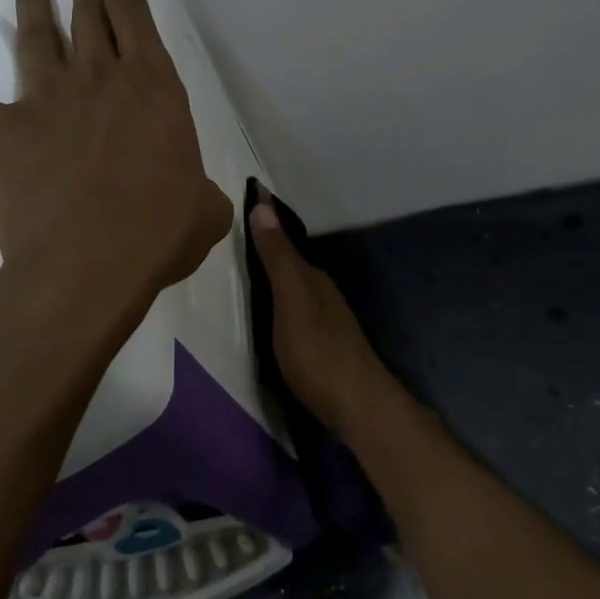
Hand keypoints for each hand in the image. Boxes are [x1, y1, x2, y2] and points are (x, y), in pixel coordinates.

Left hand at [0, 0, 232, 302]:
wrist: (91, 263)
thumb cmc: (159, 233)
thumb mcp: (205, 210)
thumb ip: (202, 193)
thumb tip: (198, 200)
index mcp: (154, 88)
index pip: (139, 19)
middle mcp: (100, 79)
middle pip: (90, 14)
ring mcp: (48, 100)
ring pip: (37, 38)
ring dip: (34, 8)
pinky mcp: (4, 131)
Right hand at [248, 197, 396, 436]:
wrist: (359, 406)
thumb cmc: (318, 353)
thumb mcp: (291, 303)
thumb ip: (277, 259)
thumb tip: (264, 206)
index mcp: (312, 278)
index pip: (284, 239)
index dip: (266, 220)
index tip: (251, 191)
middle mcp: (322, 292)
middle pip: (292, 262)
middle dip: (270, 243)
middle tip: (240, 227)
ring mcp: (327, 319)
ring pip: (296, 285)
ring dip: (277, 271)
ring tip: (249, 263)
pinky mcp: (325, 344)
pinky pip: (298, 307)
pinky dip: (282, 297)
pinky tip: (273, 308)